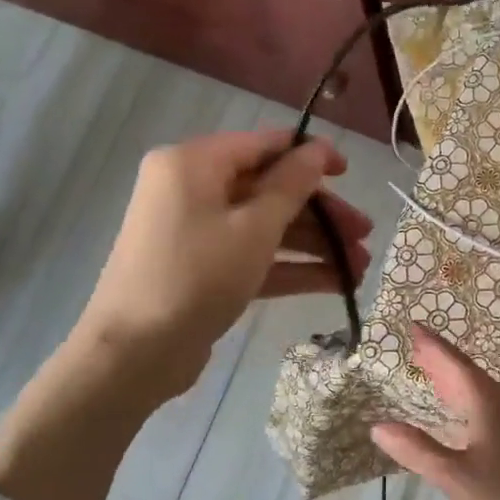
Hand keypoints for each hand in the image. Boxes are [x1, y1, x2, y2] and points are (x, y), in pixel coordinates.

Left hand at [79, 129, 371, 395]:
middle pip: (269, 190)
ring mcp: (197, 233)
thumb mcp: (253, 228)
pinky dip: (291, 268)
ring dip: (314, 245)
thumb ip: (291, 186)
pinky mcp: (204, 270)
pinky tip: (336, 283)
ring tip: (360, 268)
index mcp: (194, 164)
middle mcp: (192, 190)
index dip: (310, 156)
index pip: (263, 145)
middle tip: (365, 234)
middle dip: (321, 214)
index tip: (349, 173)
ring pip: (266, 228)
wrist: (134, 353)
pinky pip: (253, 257)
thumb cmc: (196, 276)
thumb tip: (318, 150)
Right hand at [371, 323, 499, 499]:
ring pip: (482, 392)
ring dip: (455, 382)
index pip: (455, 364)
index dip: (432, 346)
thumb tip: (378, 425)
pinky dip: (469, 402)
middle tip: (415, 347)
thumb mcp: (457, 479)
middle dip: (441, 361)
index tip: (413, 326)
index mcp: (489, 404)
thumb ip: (418, 451)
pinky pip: (491, 408)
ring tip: (433, 375)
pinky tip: (465, 417)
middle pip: (469, 375)